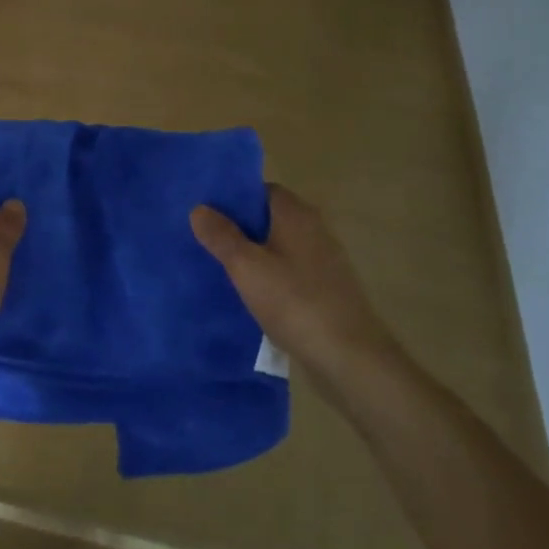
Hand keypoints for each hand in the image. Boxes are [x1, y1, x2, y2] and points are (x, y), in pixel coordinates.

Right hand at [190, 185, 396, 389]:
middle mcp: (313, 229)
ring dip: (253, 255)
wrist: (349, 357)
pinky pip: (289, 272)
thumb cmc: (295, 302)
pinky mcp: (326, 289)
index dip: (232, 199)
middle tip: (203, 241)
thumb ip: (221, 235)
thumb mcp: (246, 267)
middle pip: (268, 218)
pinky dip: (269, 278)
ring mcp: (323, 260)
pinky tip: (249, 296)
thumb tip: (199, 208)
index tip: (205, 212)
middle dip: (238, 228)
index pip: (260, 190)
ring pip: (278, 247)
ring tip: (219, 268)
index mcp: (295, 214)